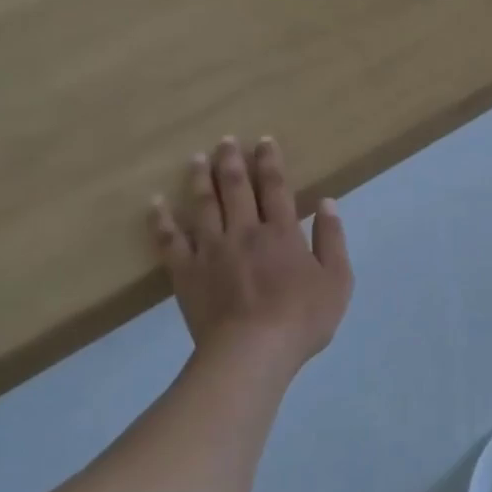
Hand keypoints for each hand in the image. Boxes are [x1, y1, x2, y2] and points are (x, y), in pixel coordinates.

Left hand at [151, 137, 352, 373]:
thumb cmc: (302, 319)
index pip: (275, 188)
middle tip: (225, 140)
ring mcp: (211, 250)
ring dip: (200, 179)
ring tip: (197, 158)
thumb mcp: (337, 280)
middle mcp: (244, 231)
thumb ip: (332, 240)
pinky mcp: (186, 272)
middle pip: (235, 188)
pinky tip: (155, 204)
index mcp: (281, 233)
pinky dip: (161, 221)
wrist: (252, 351)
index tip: (264, 141)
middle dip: (231, 161)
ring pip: (203, 205)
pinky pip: (170, 240)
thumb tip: (327, 203)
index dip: (270, 162)